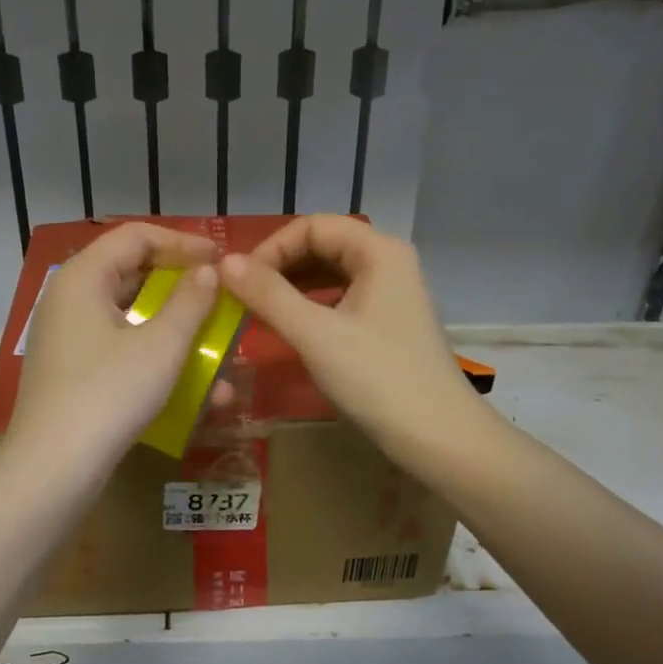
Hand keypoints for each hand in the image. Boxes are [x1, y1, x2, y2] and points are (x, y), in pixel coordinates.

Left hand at [6, 222, 220, 470]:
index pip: (136, 236)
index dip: (183, 243)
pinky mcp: (73, 373)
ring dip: (176, 331)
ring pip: (131, 319)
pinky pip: (121, 351)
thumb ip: (190, 302)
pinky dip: (155, 360)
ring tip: (217, 350)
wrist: (54, 468)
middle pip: (132, 275)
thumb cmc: (110, 394)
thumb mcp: (161, 346)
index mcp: (83, 277)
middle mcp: (69, 300)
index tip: (221, 259)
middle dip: (182, 289)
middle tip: (220, 300)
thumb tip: (206, 272)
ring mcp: (68, 339)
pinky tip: (194, 389)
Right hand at [218, 215, 481, 461]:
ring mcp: (392, 294)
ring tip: (259, 312)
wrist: (438, 437)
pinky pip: (341, 299)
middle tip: (244, 298)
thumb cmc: (377, 379)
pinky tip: (291, 328)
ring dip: (292, 287)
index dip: (271, 248)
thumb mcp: (315, 334)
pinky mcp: (388, 323)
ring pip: (331, 274)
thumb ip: (268, 295)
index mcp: (379, 251)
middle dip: (280, 266)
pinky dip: (311, 307)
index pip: (312, 226)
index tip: (240, 282)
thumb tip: (224, 262)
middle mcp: (388, 262)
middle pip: (323, 245)